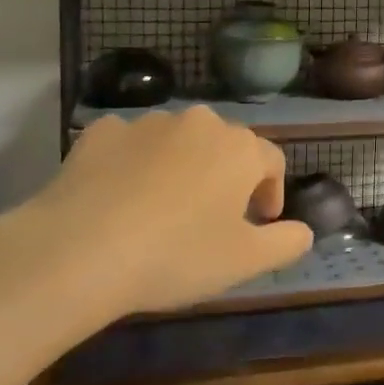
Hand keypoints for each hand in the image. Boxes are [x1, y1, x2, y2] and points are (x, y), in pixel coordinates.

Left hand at [25, 106, 312, 317]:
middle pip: (225, 146)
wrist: (79, 249)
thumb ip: (287, 242)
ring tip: (163, 209)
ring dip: (182, 167)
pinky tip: (121, 197)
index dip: (272, 192)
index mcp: (239, 148)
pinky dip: (135, 163)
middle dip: (227, 177)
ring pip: (178, 142)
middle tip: (214, 218)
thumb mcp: (245, 262)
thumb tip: (304, 231)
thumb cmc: (176, 255)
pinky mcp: (102, 131)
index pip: (272, 161)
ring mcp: (147, 122)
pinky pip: (131, 144)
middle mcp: (199, 123)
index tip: (261, 222)